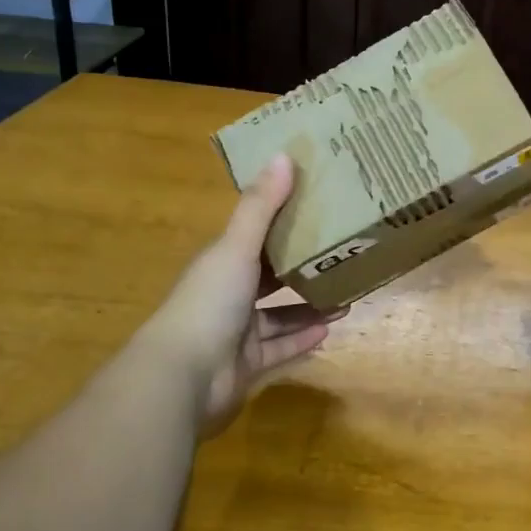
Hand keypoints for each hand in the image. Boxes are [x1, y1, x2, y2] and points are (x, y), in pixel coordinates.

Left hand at [140, 153, 338, 426]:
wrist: (183, 376)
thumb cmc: (209, 302)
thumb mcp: (236, 248)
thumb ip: (261, 206)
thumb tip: (285, 154)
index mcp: (222, 263)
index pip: (255, 237)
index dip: (283, 223)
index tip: (318, 209)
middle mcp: (227, 294)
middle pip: (269, 277)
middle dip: (302, 267)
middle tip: (341, 255)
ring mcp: (236, 332)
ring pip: (279, 314)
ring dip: (309, 305)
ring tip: (346, 294)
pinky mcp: (247, 364)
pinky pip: (280, 348)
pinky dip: (302, 338)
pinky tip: (330, 328)